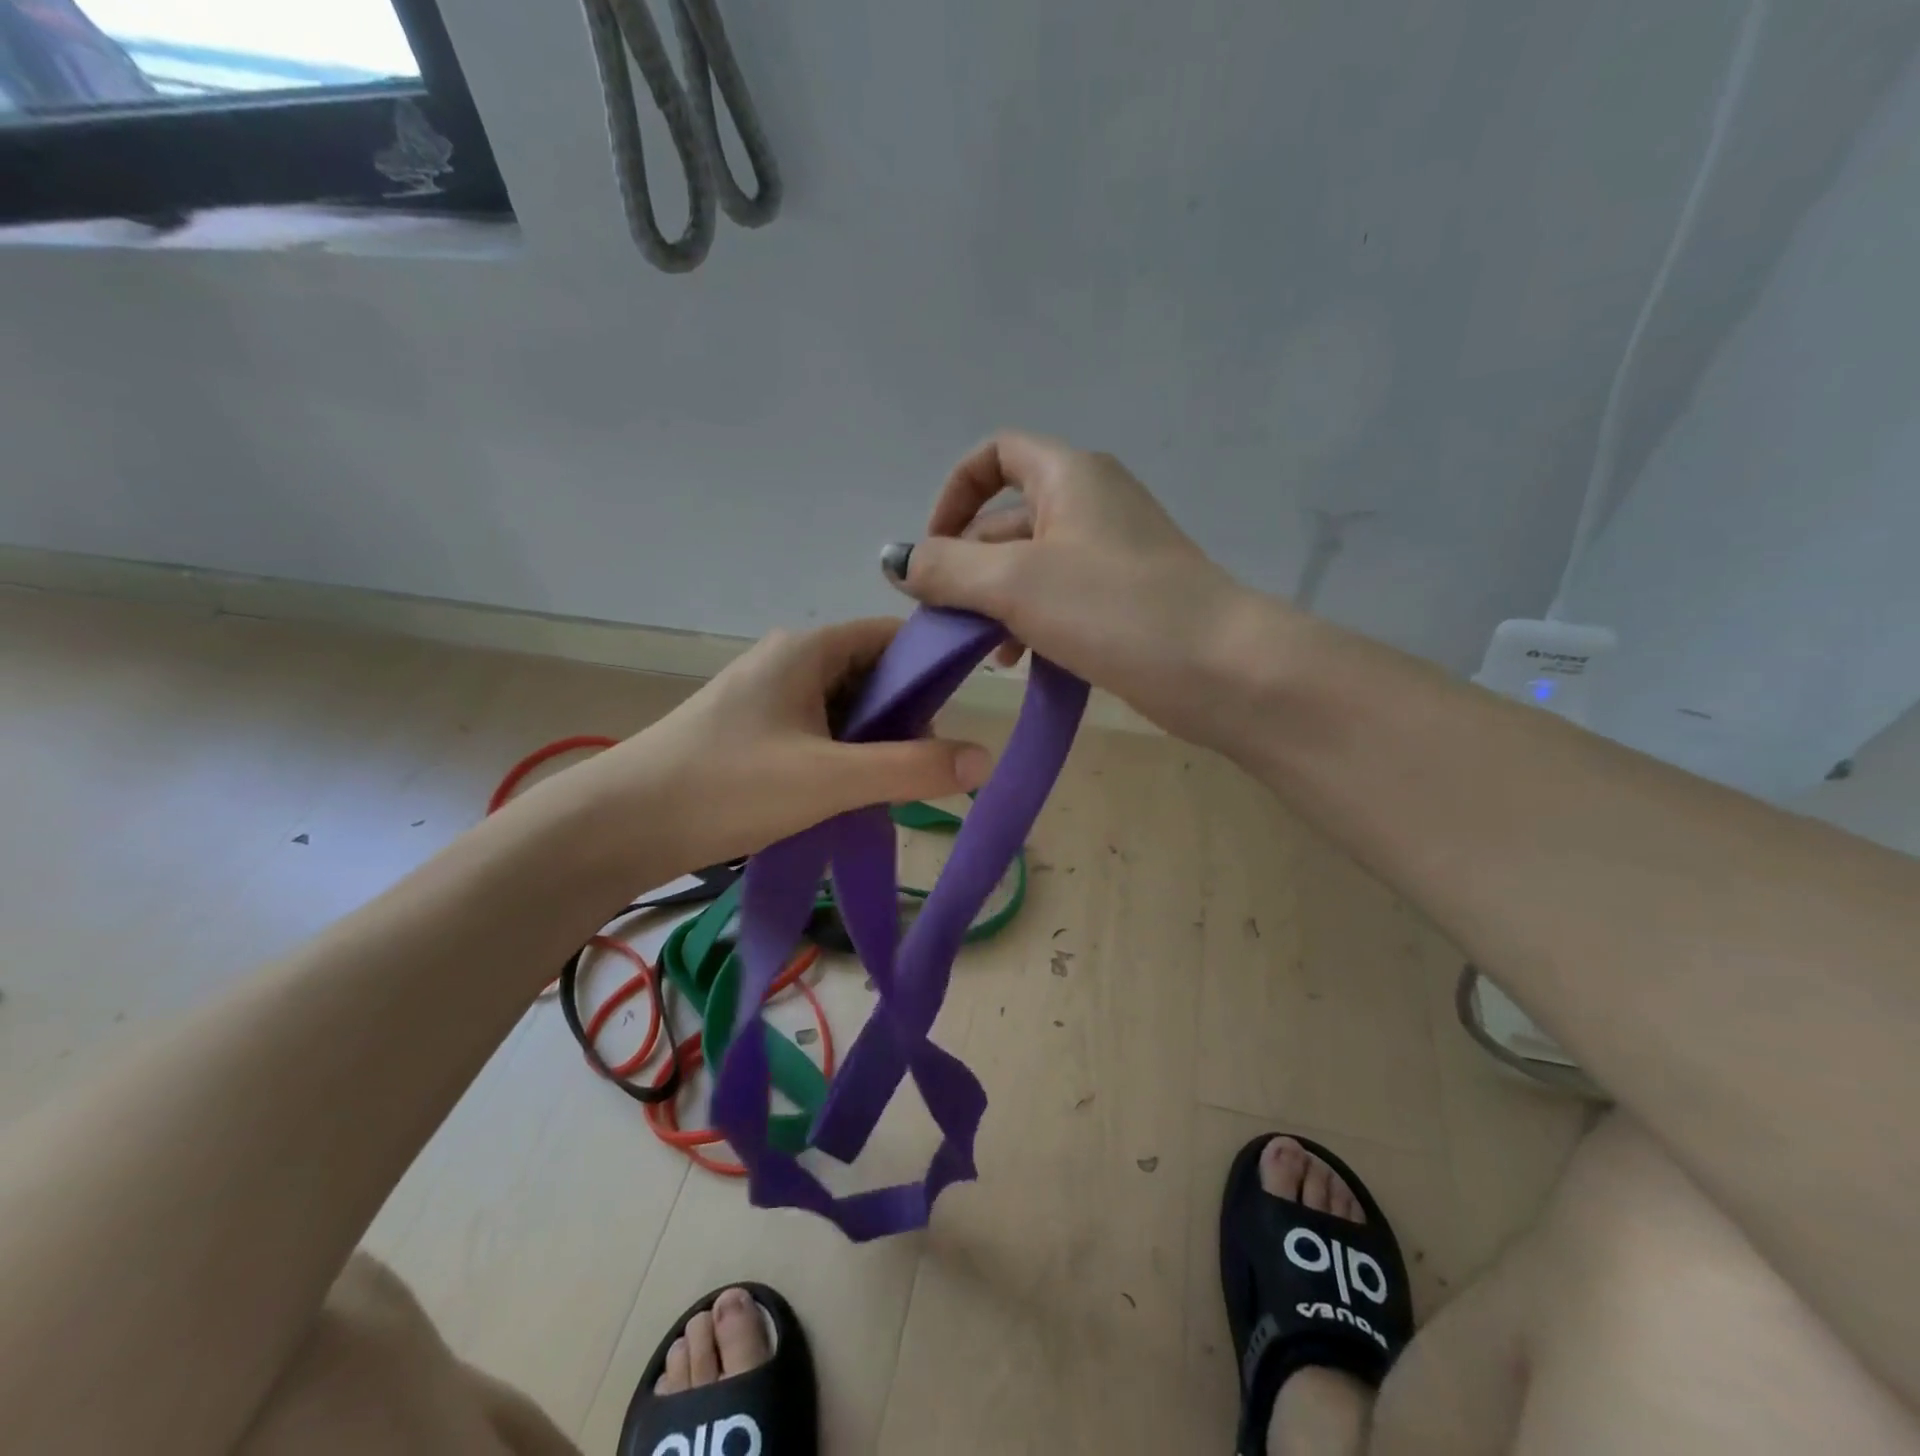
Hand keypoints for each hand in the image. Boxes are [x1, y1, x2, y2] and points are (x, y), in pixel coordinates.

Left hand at [575, 619, 991, 872]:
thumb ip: (911, 769)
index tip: (956, 718)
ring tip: (881, 791)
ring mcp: (767, 698)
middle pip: (872, 676)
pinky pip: (817, 734)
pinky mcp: (752, 732)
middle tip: (916, 770)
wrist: (619, 826)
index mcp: (808, 650)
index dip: (932, 669)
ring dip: (871, 746)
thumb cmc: (727, 787)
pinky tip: (843, 797)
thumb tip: (985, 758)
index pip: (892, 638)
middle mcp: (789, 662)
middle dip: (902, 720)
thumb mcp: (829, 779)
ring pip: (845, 711)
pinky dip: (840, 759)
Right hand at [883, 431, 1256, 744]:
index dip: (953, 494)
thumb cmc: (1114, 609)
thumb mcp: (1014, 584)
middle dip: (969, 568)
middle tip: (946, 621)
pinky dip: (1033, 625)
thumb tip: (896, 561)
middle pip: (1007, 521)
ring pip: (1032, 568)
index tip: (934, 551)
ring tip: (985, 654)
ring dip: (997, 605)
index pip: (995, 454)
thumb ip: (946, 568)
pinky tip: (1022, 665)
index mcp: (1069, 476)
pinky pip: (1062, 600)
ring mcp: (1114, 553)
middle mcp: (1092, 503)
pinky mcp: (1126, 599)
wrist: (1221, 668)